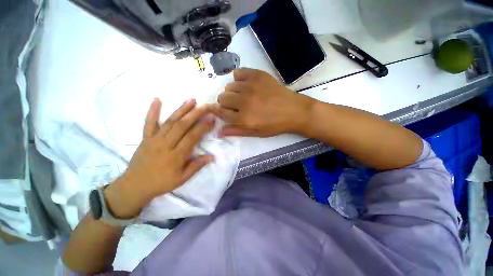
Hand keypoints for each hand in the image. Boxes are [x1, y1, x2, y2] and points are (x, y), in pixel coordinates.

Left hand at [104, 98, 214, 217]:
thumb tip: (212, 157)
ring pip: (170, 122)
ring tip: (191, 99)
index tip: (211, 118)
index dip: (203, 126)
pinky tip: (157, 99)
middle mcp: (166, 144)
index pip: (192, 137)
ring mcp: (154, 139)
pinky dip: (152, 111)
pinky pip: (149, 123)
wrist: (135, 186)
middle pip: (182, 126)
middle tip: (205, 105)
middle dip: (195, 114)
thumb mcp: (182, 178)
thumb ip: (197, 166)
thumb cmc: (161, 183)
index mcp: (176, 156)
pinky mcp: (145, 138)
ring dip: (181, 109)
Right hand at [213, 68, 313, 136]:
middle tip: (236, 105)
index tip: (224, 110)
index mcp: (243, 118)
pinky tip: (247, 84)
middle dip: (226, 103)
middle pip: (222, 97)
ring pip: (229, 86)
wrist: (293, 110)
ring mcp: (250, 86)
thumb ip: (236, 131)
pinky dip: (239, 78)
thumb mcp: (255, 132)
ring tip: (244, 95)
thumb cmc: (274, 125)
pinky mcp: (257, 75)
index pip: (221, 112)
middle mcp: (244, 101)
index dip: (220, 111)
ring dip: (233, 92)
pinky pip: (238, 72)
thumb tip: (219, 132)